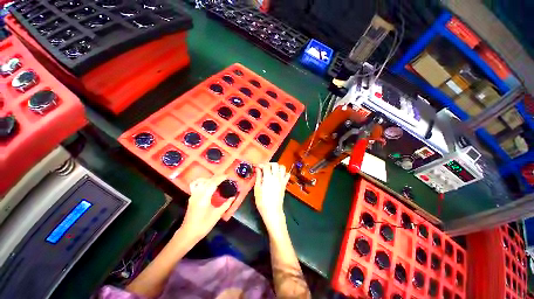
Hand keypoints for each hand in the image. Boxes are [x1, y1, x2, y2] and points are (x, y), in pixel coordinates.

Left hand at [180, 175, 232, 239]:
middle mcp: (197, 194)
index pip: (213, 183)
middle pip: (207, 181)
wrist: (188, 233)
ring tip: (217, 180)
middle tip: (225, 177)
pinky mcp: (191, 197)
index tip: (227, 176)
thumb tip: (233, 197)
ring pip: (200, 181)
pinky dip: (202, 181)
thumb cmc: (204, 225)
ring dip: (209, 178)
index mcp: (204, 198)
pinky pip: (196, 185)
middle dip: (217, 177)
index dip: (220, 178)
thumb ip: (226, 205)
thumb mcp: (217, 215)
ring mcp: (193, 195)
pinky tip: (207, 184)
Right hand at [254, 163, 289, 231]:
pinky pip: (287, 175)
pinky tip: (278, 175)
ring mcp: (282, 180)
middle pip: (275, 164)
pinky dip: (283, 173)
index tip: (257, 167)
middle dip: (269, 164)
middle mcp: (276, 177)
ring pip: (282, 167)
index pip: (266, 165)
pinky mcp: (285, 184)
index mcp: (268, 177)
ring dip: (277, 167)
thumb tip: (257, 169)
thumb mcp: (257, 188)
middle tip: (264, 168)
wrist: (272, 211)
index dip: (261, 164)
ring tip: (271, 170)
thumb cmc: (262, 201)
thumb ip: (258, 177)